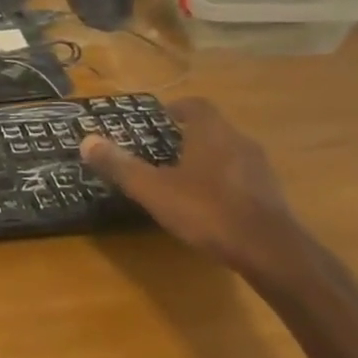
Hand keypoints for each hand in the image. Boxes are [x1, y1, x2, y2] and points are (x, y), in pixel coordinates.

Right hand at [80, 98, 309, 279]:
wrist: (270, 251)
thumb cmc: (207, 210)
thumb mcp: (153, 189)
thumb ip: (120, 165)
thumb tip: (86, 141)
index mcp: (212, 133)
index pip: (196, 106)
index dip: (177, 108)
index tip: (161, 117)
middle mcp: (239, 142)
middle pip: (213, 128)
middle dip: (189, 135)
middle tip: (164, 147)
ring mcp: (260, 169)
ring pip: (229, 153)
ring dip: (208, 158)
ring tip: (183, 176)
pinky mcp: (271, 195)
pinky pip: (242, 177)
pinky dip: (223, 181)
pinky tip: (209, 203)